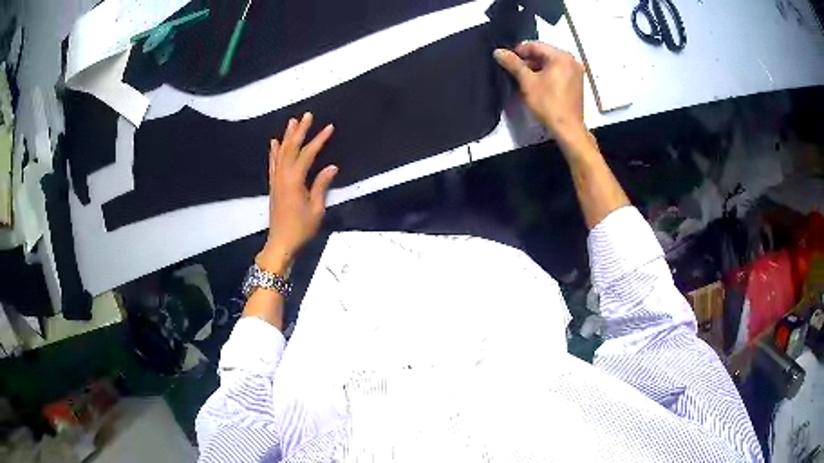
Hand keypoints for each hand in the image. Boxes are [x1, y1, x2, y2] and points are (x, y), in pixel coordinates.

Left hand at [257, 113, 337, 273]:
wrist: (281, 243)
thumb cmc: (301, 228)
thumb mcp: (316, 208)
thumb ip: (321, 185)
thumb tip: (332, 166)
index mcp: (294, 180)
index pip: (308, 154)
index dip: (319, 140)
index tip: (329, 127)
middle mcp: (283, 176)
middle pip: (291, 148)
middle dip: (300, 131)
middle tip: (307, 115)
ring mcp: (276, 180)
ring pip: (280, 153)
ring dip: (286, 136)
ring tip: (292, 121)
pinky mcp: (273, 186)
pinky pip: (272, 164)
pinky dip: (273, 152)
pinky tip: (274, 142)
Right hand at [494, 42, 587, 147]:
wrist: (567, 129)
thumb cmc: (548, 104)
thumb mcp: (527, 82)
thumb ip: (513, 64)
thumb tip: (498, 51)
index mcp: (561, 56)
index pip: (535, 45)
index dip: (518, 51)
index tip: (507, 60)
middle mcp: (571, 61)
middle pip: (544, 54)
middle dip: (528, 60)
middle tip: (513, 70)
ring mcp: (576, 72)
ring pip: (551, 64)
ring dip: (536, 68)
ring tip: (523, 78)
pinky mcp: (576, 83)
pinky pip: (558, 72)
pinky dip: (546, 75)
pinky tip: (536, 84)